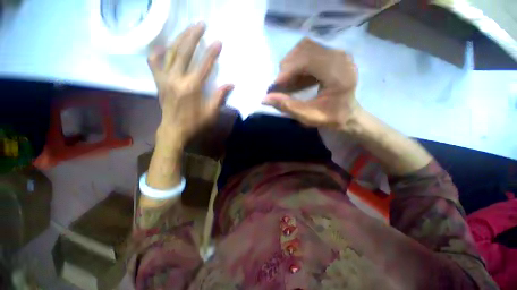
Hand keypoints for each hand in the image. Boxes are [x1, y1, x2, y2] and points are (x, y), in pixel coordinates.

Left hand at [148, 22, 233, 146]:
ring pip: (170, 53)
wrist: (174, 130)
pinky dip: (158, 52)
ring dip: (179, 38)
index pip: (203, 66)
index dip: (211, 53)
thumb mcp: (211, 113)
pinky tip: (165, 47)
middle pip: (184, 52)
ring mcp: (165, 79)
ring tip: (188, 29)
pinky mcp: (159, 81)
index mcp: (192, 88)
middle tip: (201, 24)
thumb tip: (230, 84)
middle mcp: (176, 79)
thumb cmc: (195, 123)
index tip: (218, 42)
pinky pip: (154, 62)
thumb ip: (220, 97)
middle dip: (193, 36)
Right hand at [263, 38, 359, 130]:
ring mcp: (338, 53)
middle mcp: (341, 58)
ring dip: (291, 64)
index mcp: (339, 75)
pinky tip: (294, 79)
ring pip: (306, 47)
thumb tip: (265, 99)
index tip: (275, 86)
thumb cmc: (331, 117)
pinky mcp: (332, 54)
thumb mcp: (309, 116)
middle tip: (279, 85)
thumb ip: (288, 107)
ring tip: (286, 82)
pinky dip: (297, 64)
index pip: (309, 60)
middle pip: (306, 48)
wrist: (348, 113)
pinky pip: (310, 51)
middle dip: (287, 66)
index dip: (288, 70)